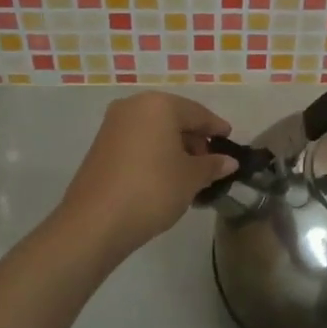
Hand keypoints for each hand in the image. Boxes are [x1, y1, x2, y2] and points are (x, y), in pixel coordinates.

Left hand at [58, 92, 238, 255]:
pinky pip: (138, 142)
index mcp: (159, 105)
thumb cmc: (153, 190)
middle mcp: (133, 106)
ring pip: (155, 131)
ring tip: (189, 175)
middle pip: (174, 118)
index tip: (230, 142)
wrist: (96, 222)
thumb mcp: (191, 178)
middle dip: (194, 139)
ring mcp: (113, 125)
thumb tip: (228, 161)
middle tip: (210, 164)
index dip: (216, 129)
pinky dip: (155, 154)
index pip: (198, 113)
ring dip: (174, 148)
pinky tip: (165, 177)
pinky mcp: (101, 146)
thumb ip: (212, 165)